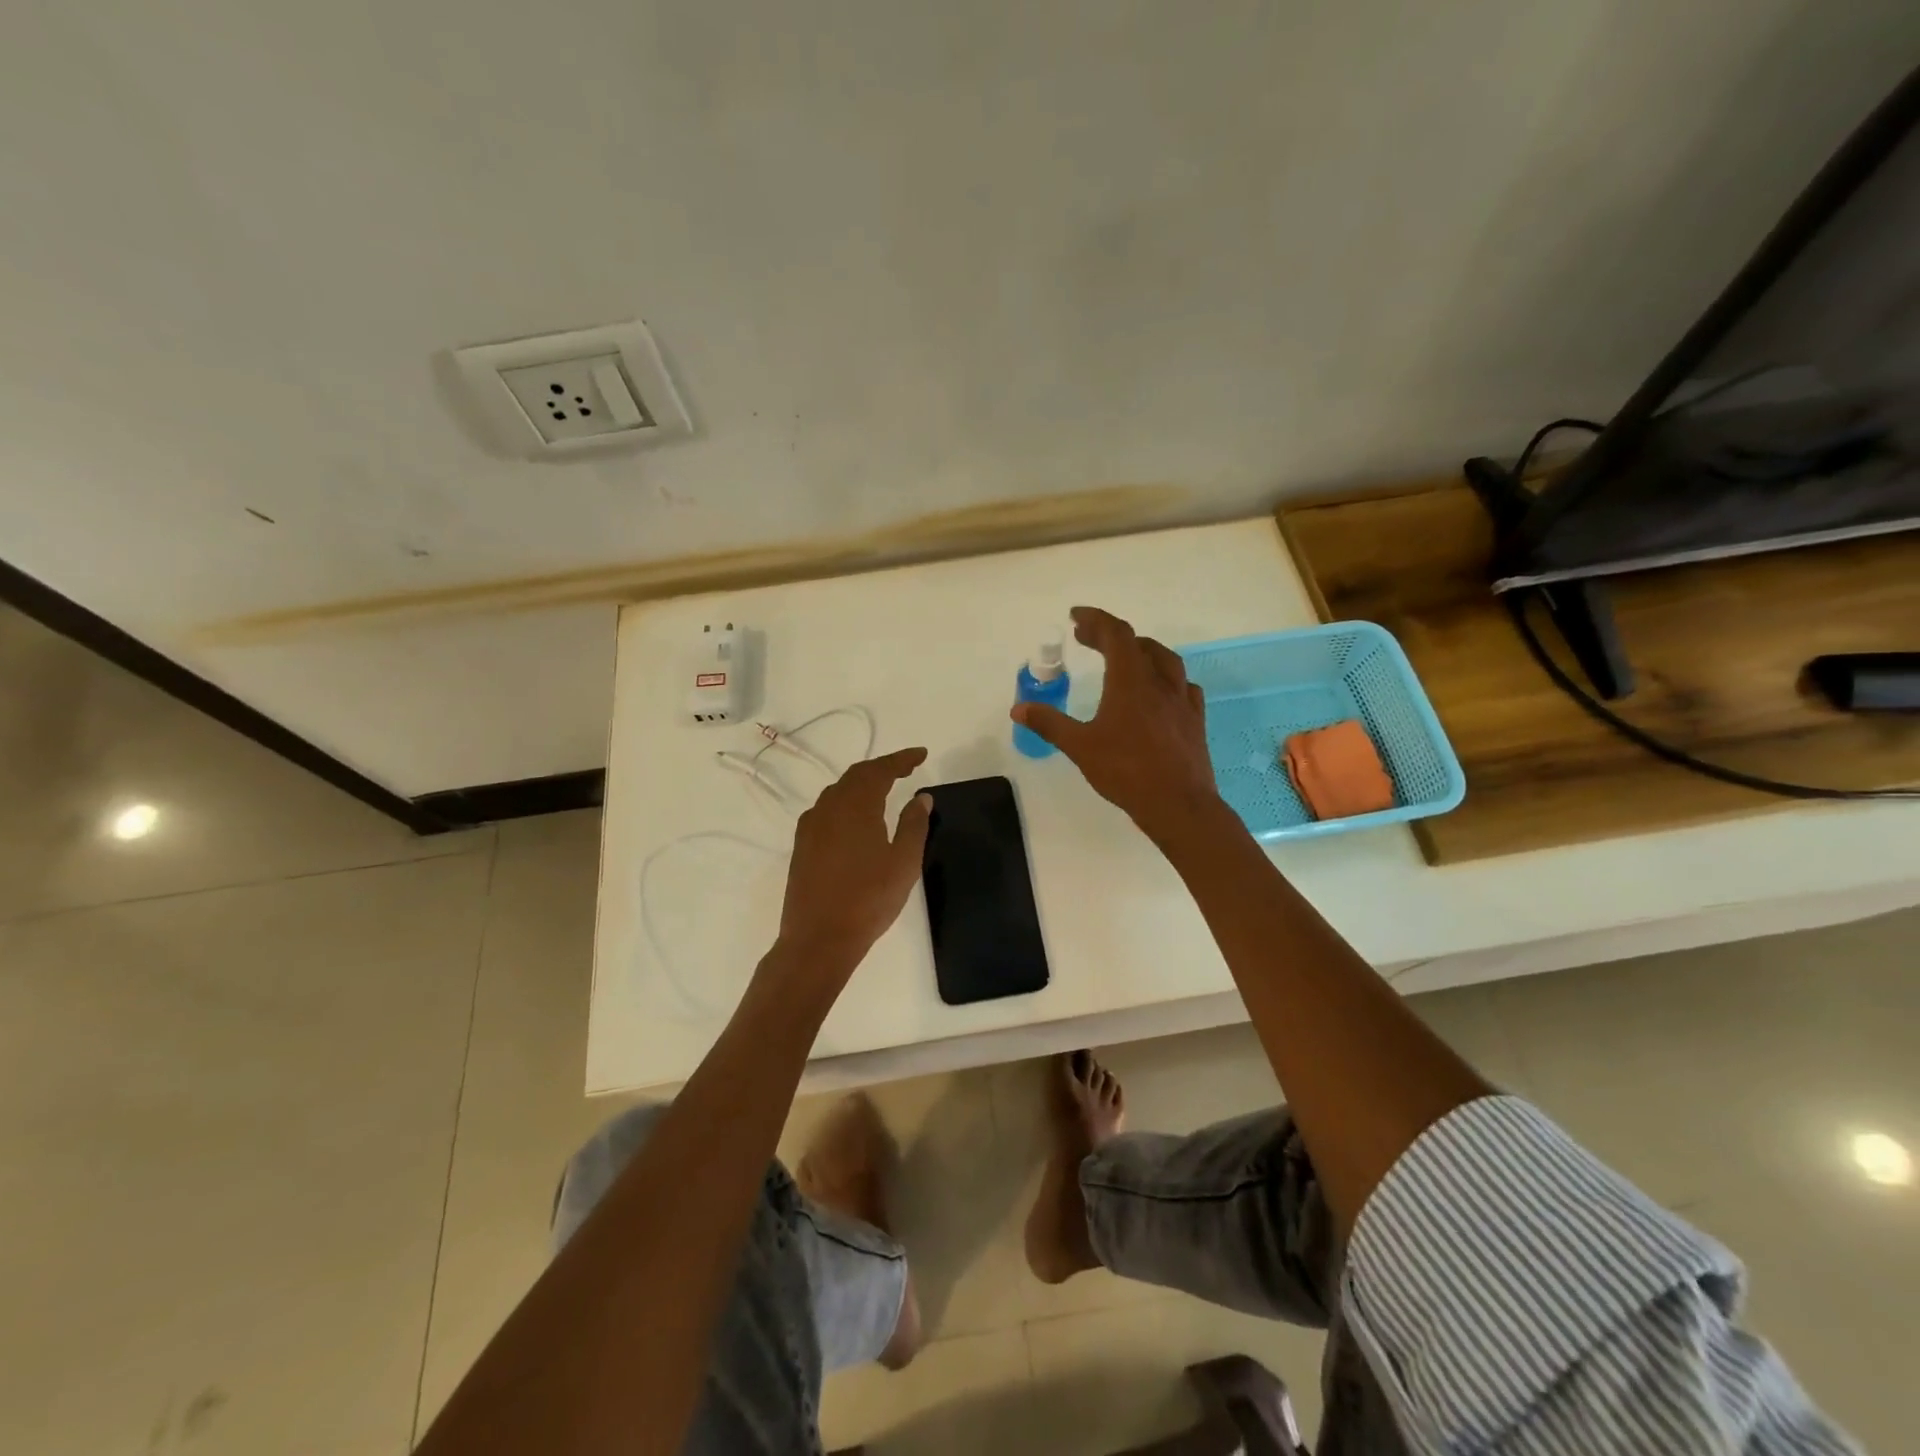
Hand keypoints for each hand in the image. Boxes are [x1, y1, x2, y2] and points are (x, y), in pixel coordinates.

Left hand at [774, 747, 932, 985]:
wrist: (818, 939)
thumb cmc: (868, 900)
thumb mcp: (904, 863)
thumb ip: (914, 825)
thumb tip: (921, 797)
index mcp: (856, 806)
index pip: (880, 770)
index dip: (901, 759)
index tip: (921, 754)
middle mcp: (829, 808)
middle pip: (856, 775)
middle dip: (882, 768)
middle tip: (906, 768)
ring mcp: (811, 826)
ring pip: (838, 791)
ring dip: (862, 783)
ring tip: (884, 788)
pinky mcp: (802, 845)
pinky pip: (826, 809)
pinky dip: (846, 801)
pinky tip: (854, 816)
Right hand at [1010, 606, 1222, 842]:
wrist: (1178, 804)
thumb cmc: (1126, 771)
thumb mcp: (1080, 746)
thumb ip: (1049, 723)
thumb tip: (1018, 709)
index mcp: (1130, 681)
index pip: (1115, 634)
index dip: (1095, 619)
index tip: (1076, 616)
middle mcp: (1159, 682)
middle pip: (1138, 643)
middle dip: (1111, 635)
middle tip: (1088, 638)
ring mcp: (1181, 700)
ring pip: (1166, 660)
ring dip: (1142, 650)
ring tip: (1126, 657)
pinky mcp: (1195, 720)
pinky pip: (1183, 687)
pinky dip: (1167, 679)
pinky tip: (1161, 692)